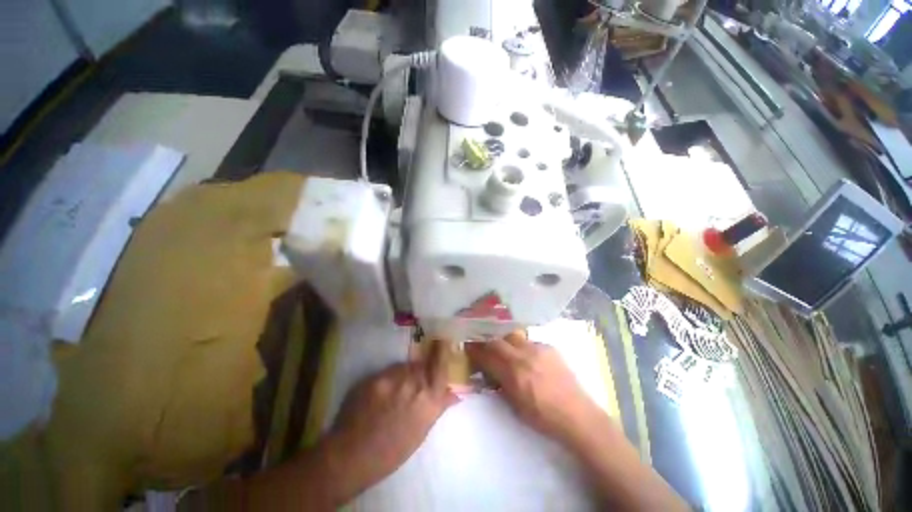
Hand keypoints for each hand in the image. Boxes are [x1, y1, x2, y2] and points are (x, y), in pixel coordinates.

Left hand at [331, 339, 458, 491]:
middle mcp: (414, 384)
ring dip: (403, 374)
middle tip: (413, 380)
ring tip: (394, 391)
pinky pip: (387, 372)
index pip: (441, 365)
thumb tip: (454, 394)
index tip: (442, 341)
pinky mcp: (375, 378)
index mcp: (429, 400)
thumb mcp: (421, 432)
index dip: (442, 350)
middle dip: (420, 369)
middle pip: (421, 364)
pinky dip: (388, 379)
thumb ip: (438, 406)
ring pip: (404, 366)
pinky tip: (380, 394)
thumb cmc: (392, 452)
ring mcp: (393, 379)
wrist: (353, 455)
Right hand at [465, 331, 598, 444]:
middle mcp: (524, 355)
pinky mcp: (549, 347)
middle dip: (487, 342)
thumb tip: (487, 369)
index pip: (487, 354)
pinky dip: (521, 347)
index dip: (475, 349)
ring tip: (504, 350)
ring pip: (512, 337)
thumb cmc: (543, 417)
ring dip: (504, 342)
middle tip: (483, 345)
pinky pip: (528, 342)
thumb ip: (499, 383)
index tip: (468, 347)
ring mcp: (538, 348)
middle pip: (498, 340)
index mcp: (514, 373)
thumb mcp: (514, 405)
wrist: (577, 415)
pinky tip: (525, 356)